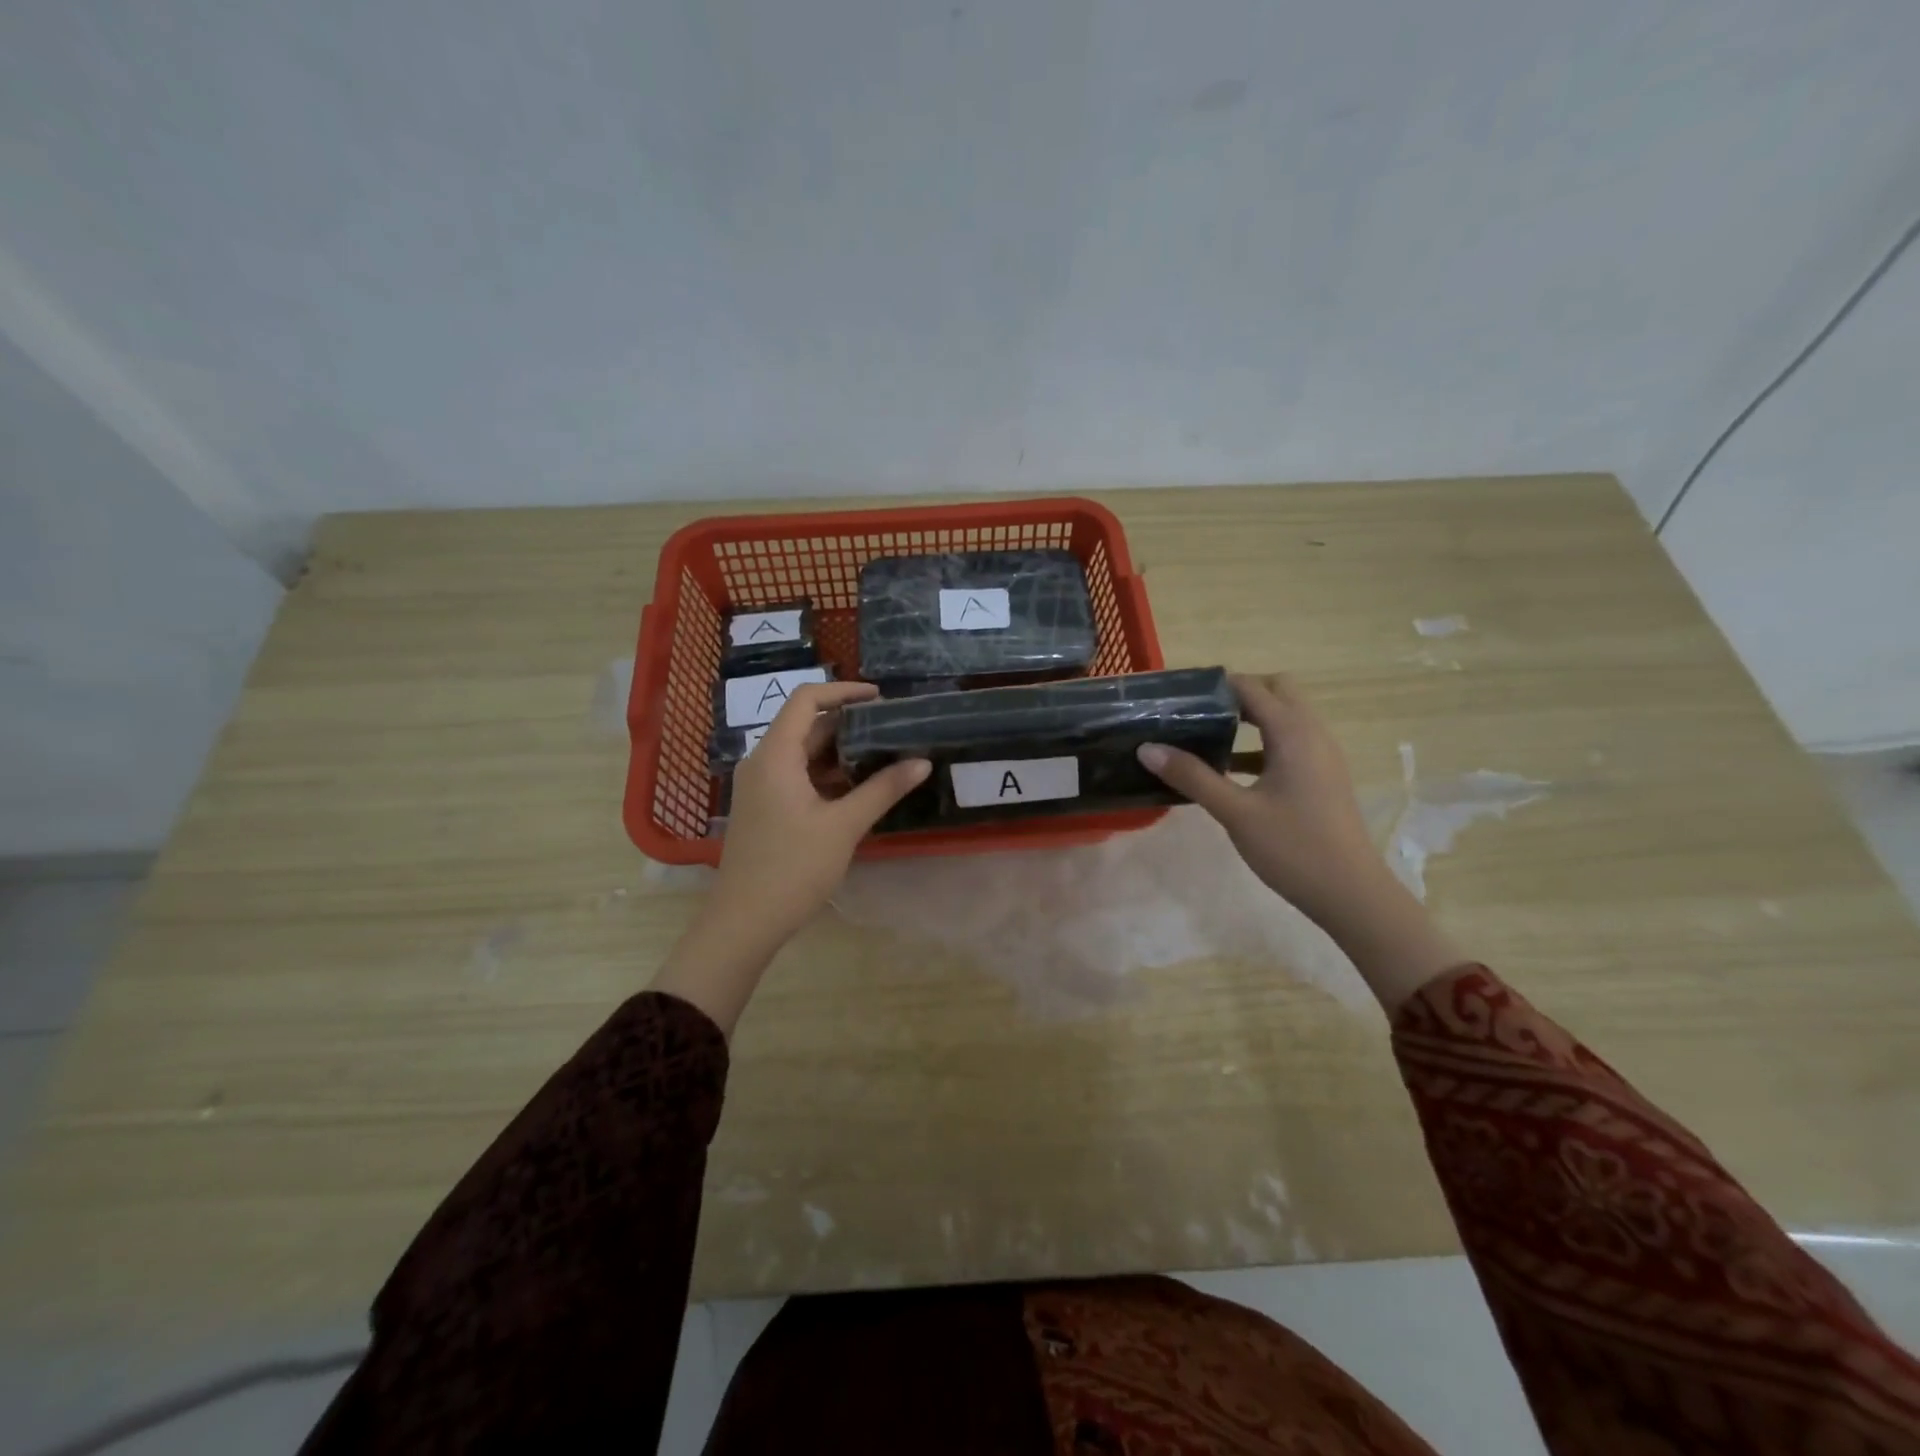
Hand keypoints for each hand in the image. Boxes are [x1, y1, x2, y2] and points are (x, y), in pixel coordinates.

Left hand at [653, 682, 929, 1035]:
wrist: (744, 921)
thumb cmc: (793, 868)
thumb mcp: (844, 826)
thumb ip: (883, 789)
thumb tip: (922, 762)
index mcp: (775, 756)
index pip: (806, 700)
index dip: (843, 691)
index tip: (880, 698)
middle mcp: (763, 762)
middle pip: (805, 725)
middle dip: (848, 723)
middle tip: (891, 729)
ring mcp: (760, 786)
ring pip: (802, 753)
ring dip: (839, 751)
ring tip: (883, 755)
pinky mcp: (764, 807)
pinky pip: (796, 775)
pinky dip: (826, 774)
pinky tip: (858, 788)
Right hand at [1138, 673, 1389, 929]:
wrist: (1351, 893)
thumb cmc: (1293, 848)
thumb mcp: (1236, 812)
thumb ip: (1192, 776)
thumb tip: (1147, 748)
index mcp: (1293, 733)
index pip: (1252, 687)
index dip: (1216, 685)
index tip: (1179, 696)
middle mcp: (1312, 734)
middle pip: (1276, 691)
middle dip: (1237, 695)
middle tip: (1197, 715)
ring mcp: (1321, 756)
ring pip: (1285, 718)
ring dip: (1249, 720)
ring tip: (1205, 737)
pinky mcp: (1321, 777)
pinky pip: (1289, 743)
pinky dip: (1260, 744)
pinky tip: (1230, 771)